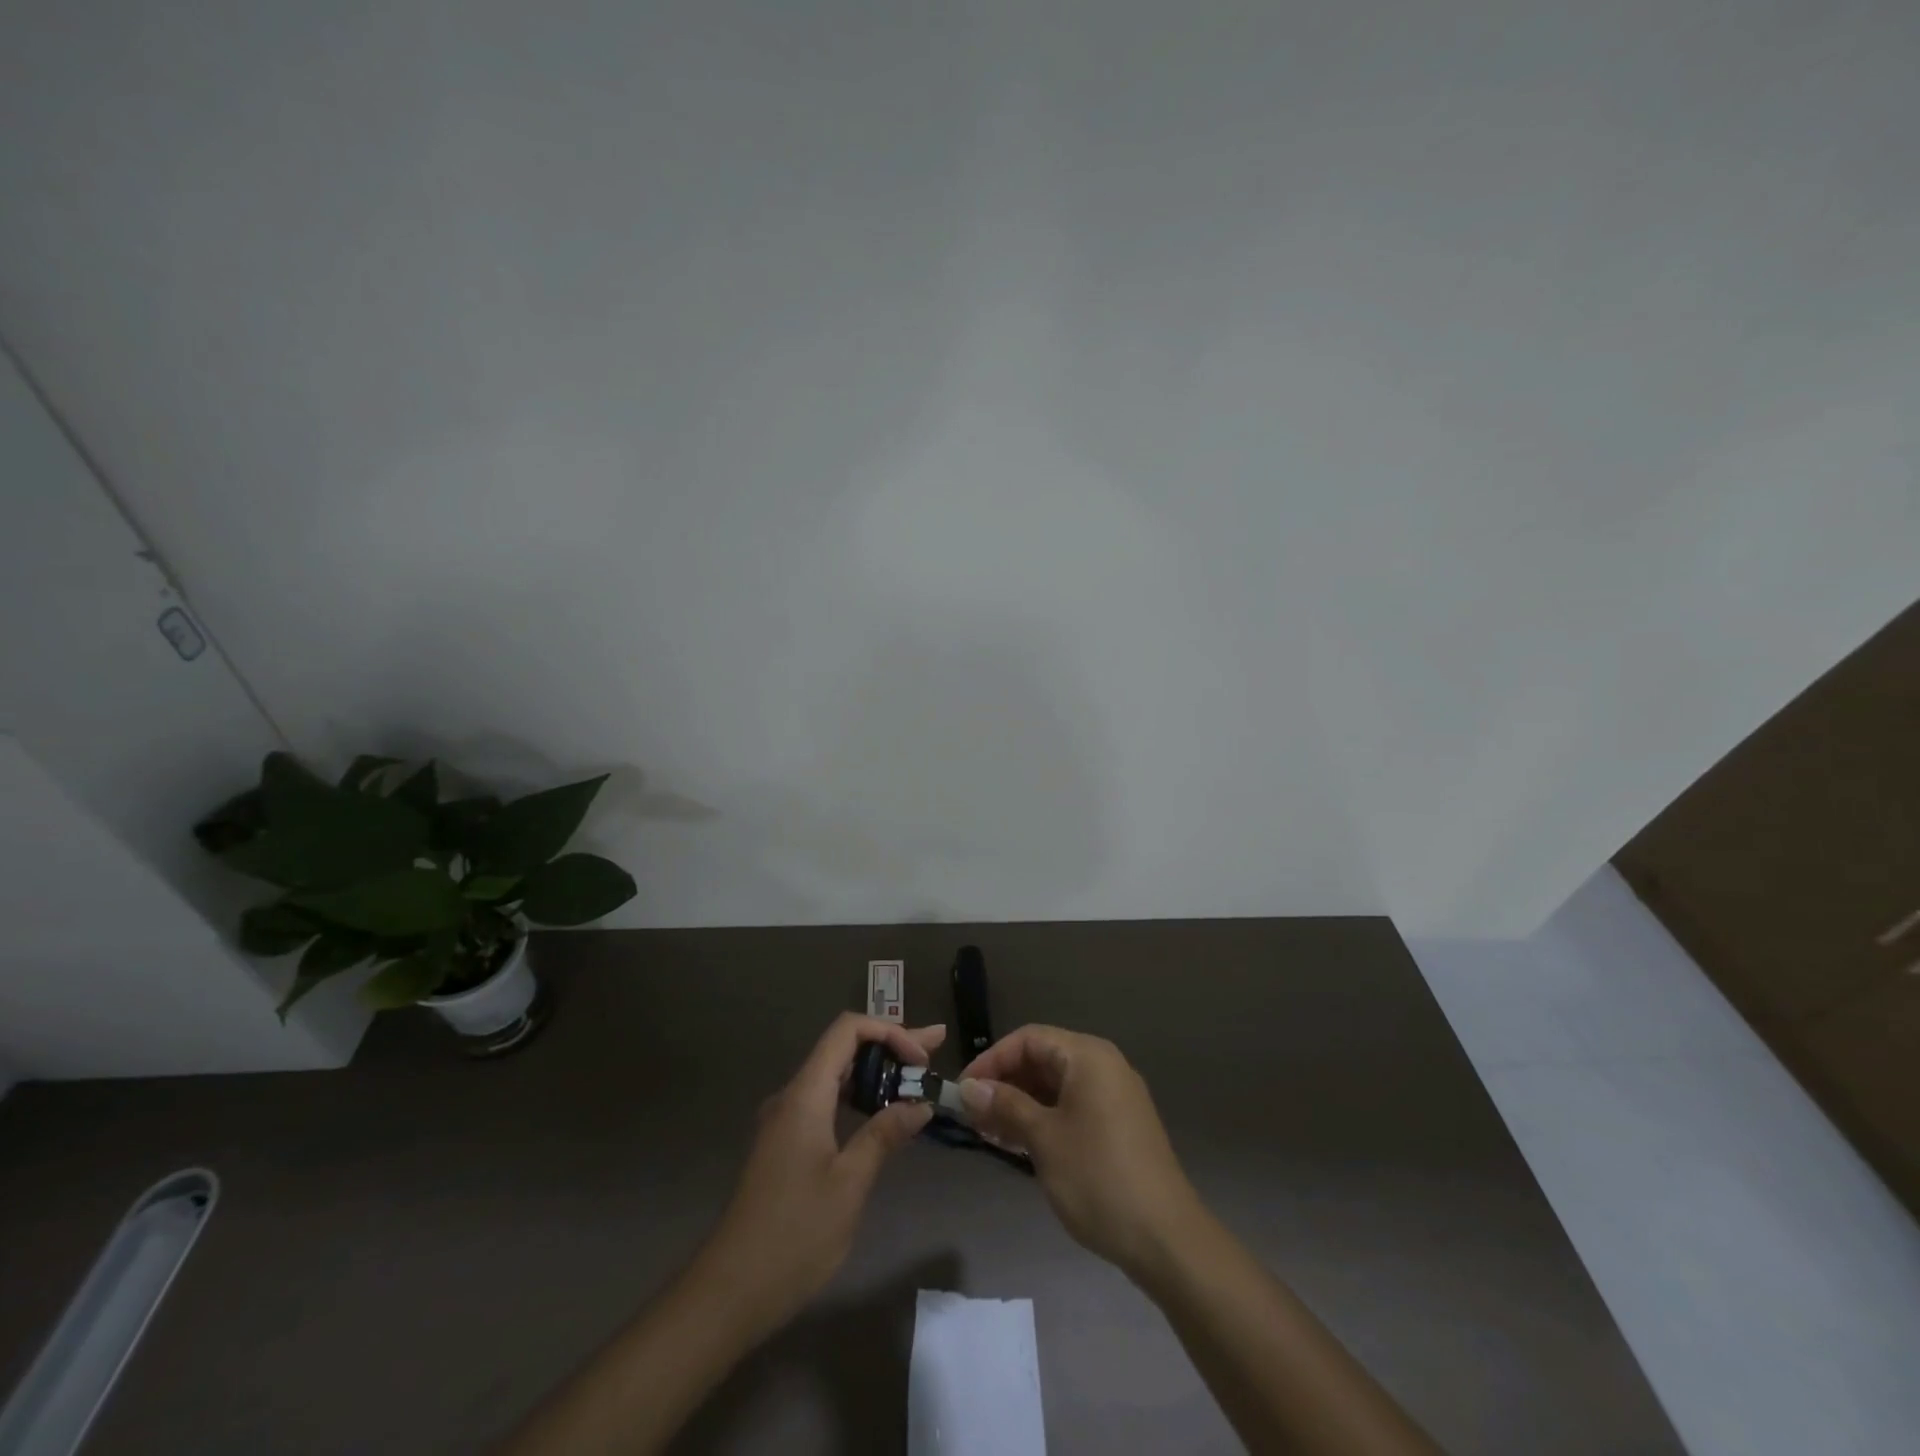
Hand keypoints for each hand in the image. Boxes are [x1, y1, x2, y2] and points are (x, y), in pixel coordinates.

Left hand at [695, 1014, 943, 1336]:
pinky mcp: (786, 1144)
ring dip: (877, 1071)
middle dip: (891, 1045)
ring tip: (917, 1075)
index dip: (889, 1032)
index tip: (922, 1058)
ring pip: (836, 1075)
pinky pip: (827, 1101)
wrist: (730, 1290)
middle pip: (844, 1049)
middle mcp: (793, 1096)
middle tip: (935, 1047)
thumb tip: (920, 1104)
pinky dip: (859, 1096)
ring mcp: (786, 1120)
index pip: (847, 1031)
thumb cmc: (794, 1234)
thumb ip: (884, 1135)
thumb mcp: (849, 1183)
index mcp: (805, 1094)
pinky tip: (882, 1111)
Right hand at [960, 1025, 1201, 1280]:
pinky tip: (1019, 1143)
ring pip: (1055, 1085)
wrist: (1166, 1239)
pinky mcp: (1118, 1125)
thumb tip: (968, 1087)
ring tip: (989, 1132)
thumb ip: (1005, 1106)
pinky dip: (1044, 1118)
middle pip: (1042, 1059)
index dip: (992, 1060)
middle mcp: (1103, 1066)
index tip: (963, 1091)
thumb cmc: (1098, 1177)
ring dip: (1021, 1103)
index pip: (1028, 1039)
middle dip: (1005, 1083)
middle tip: (972, 1115)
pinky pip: (1072, 1106)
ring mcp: (1114, 1096)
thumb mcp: (1044, 1139)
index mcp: (1088, 1056)